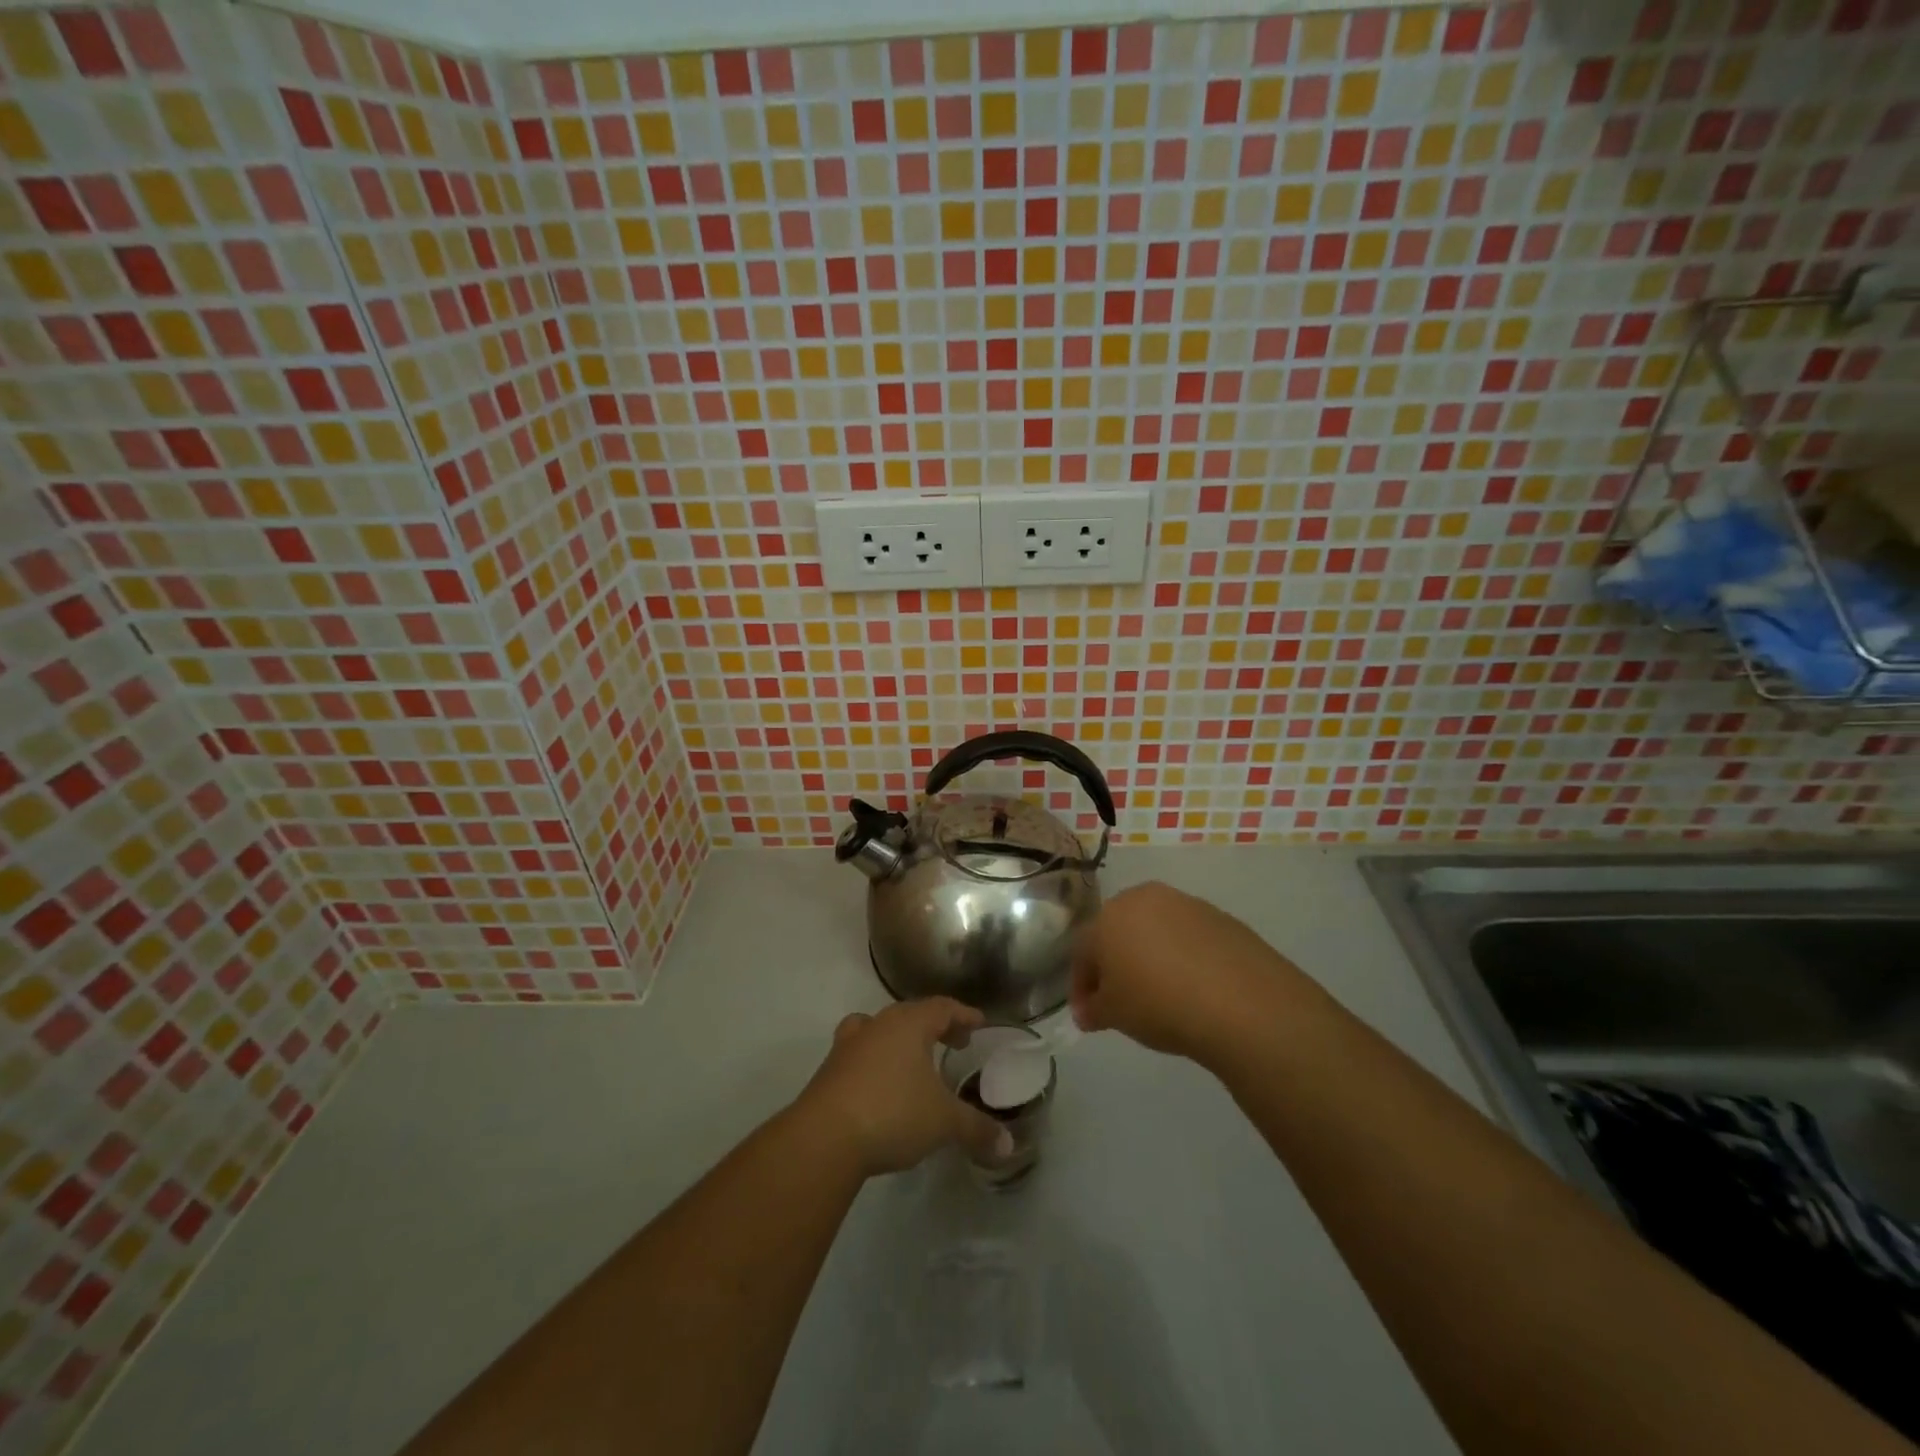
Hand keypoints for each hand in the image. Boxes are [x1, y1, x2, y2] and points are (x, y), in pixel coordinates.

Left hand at [795, 999, 1011, 1176]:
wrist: (823, 1138)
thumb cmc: (892, 1113)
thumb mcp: (943, 1123)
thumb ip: (976, 1129)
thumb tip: (1008, 1144)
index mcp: (908, 1024)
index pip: (942, 1007)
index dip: (963, 1015)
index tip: (978, 1023)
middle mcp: (877, 1025)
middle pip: (910, 1014)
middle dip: (934, 1026)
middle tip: (953, 1043)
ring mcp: (848, 1046)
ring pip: (878, 1029)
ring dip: (898, 1040)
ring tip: (912, 1061)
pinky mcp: (828, 1072)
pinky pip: (859, 1055)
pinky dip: (875, 1062)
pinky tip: (881, 1086)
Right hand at [1070, 881, 1305, 1063]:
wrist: (1240, 1002)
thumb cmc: (1159, 1004)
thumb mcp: (1114, 1015)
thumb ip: (1093, 1009)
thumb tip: (1088, 1010)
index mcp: (1108, 916)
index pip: (1083, 951)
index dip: (1082, 985)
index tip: (1089, 1014)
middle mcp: (1142, 898)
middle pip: (1118, 931)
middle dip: (1114, 963)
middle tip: (1121, 999)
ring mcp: (1184, 903)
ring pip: (1154, 929)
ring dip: (1149, 955)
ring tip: (1160, 993)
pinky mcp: (1219, 916)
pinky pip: (1188, 936)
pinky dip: (1182, 956)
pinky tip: (1193, 986)